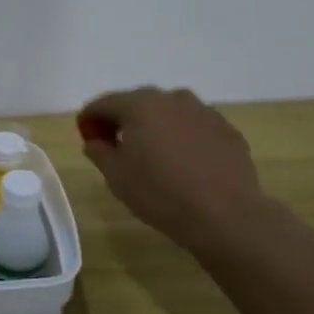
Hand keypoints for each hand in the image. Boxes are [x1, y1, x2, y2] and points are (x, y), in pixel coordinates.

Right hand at [78, 87, 268, 255]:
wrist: (225, 215)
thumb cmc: (160, 193)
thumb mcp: (115, 176)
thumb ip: (99, 151)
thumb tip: (96, 140)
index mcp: (139, 105)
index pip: (103, 103)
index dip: (90, 118)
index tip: (85, 135)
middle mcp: (171, 98)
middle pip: (137, 103)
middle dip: (123, 119)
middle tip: (116, 144)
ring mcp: (204, 112)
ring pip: (169, 112)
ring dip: (156, 126)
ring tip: (154, 153)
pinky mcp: (227, 130)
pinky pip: (195, 127)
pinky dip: (183, 137)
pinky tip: (185, 163)